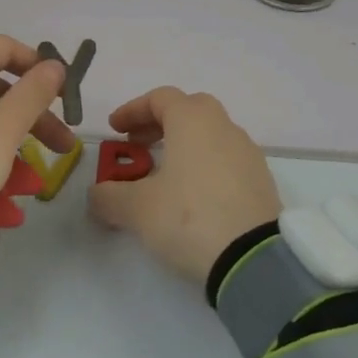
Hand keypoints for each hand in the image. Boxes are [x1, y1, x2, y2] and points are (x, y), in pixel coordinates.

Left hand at [0, 35, 75, 240]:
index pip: (3, 48)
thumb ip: (33, 94)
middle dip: (31, 117)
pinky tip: (0, 196)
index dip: (40, 68)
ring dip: (8, 143)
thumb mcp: (0, 132)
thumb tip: (53, 66)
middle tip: (61, 147)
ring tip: (31, 183)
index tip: (65, 97)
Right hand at [88, 87, 281, 282]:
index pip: (160, 98)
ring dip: (183, 146)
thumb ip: (109, 196)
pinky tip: (192, 197)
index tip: (114, 130)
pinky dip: (204, 167)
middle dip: (160, 124)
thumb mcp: (137, 209)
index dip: (132, 110)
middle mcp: (224, 127)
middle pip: (189, 110)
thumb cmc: (189, 218)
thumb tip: (97, 194)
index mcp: (193, 120)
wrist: (253, 259)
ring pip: (210, 136)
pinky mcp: (261, 181)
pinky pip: (226, 161)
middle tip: (139, 146)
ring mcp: (247, 153)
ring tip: (163, 177)